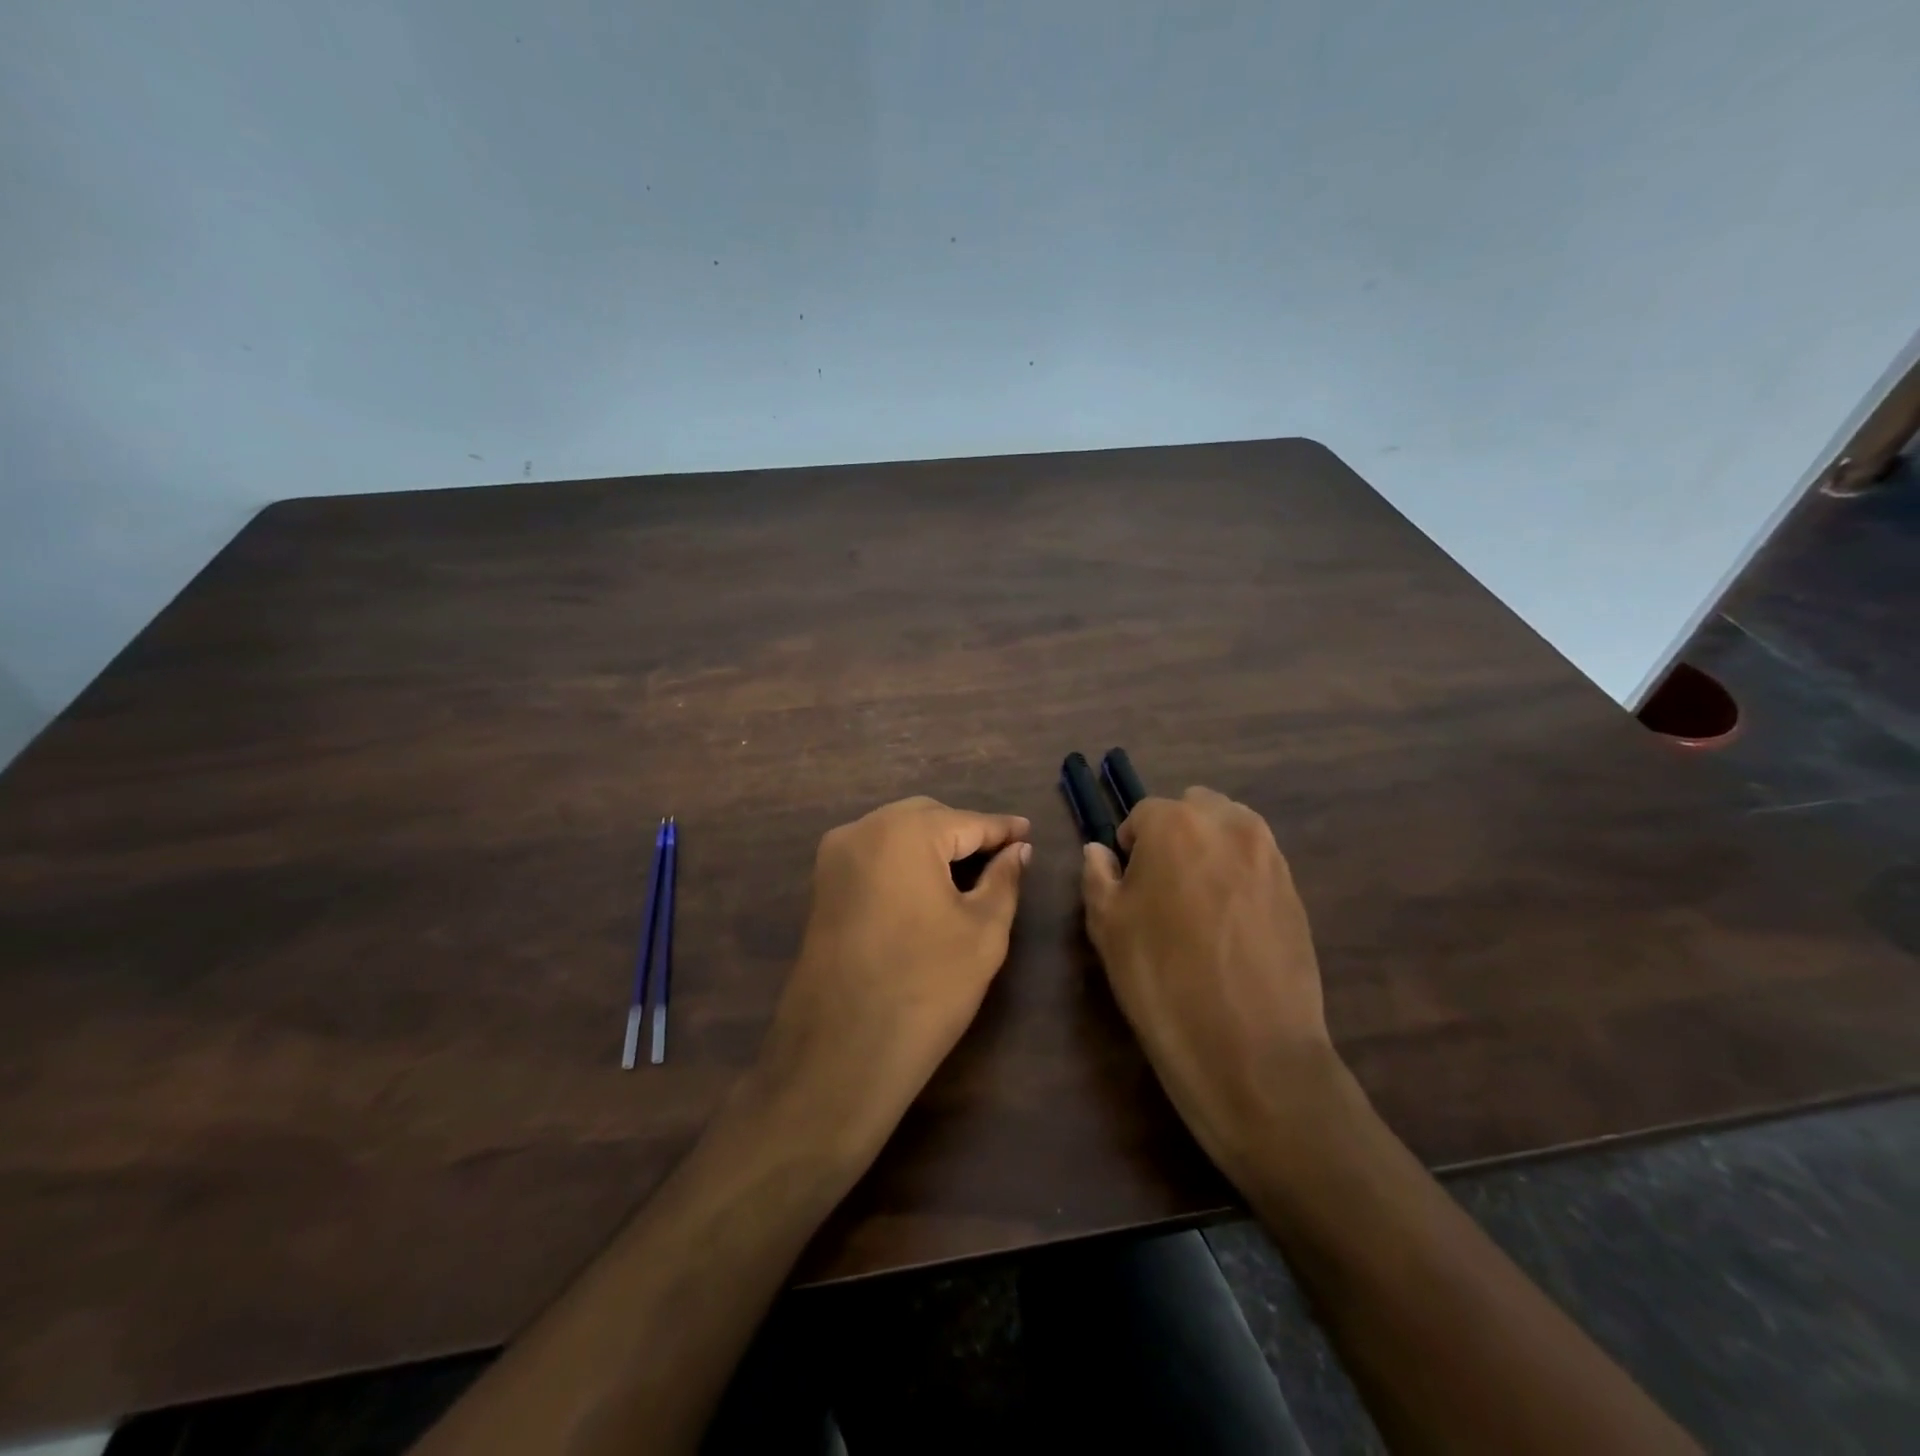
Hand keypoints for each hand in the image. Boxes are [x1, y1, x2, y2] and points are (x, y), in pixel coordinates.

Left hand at [755, 797, 1031, 1159]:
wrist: (841, 1053)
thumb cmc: (926, 987)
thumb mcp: (982, 931)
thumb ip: (1004, 879)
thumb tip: (1018, 850)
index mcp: (903, 832)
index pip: (966, 821)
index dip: (1002, 829)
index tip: (1028, 831)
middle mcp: (861, 830)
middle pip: (926, 818)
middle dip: (964, 832)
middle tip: (1002, 855)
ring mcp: (833, 858)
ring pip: (895, 833)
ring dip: (932, 845)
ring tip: (970, 870)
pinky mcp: (821, 887)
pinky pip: (873, 856)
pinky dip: (903, 861)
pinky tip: (928, 886)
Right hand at [1082, 787, 1334, 1183]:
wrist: (1250, 1048)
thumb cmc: (1161, 979)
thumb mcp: (1107, 926)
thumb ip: (1097, 876)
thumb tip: (1099, 852)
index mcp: (1176, 824)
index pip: (1142, 814)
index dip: (1129, 846)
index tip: (1127, 883)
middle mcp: (1229, 825)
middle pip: (1194, 808)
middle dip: (1174, 834)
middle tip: (1162, 885)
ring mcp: (1270, 856)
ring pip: (1231, 829)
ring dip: (1209, 848)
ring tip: (1198, 902)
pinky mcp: (1296, 890)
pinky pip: (1257, 863)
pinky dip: (1238, 875)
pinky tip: (1230, 924)